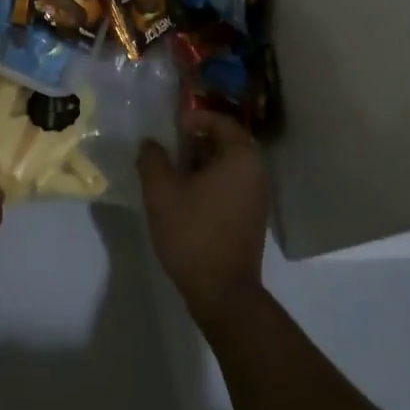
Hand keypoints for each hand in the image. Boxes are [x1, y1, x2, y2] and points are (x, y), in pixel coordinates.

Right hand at [138, 109, 270, 329]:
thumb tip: (150, 144)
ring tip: (175, 169)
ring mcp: (258, 197)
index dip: (196, 117)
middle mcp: (256, 172)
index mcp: (240, 157)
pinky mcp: (253, 218)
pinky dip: (212, 180)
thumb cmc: (193, 232)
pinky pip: (233, 184)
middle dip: (199, 139)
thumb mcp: (161, 192)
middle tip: (172, 144)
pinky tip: (188, 194)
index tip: (173, 125)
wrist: (222, 292)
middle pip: (228, 142)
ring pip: (230, 165)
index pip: (221, 121)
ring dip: (204, 161)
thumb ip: (152, 159)